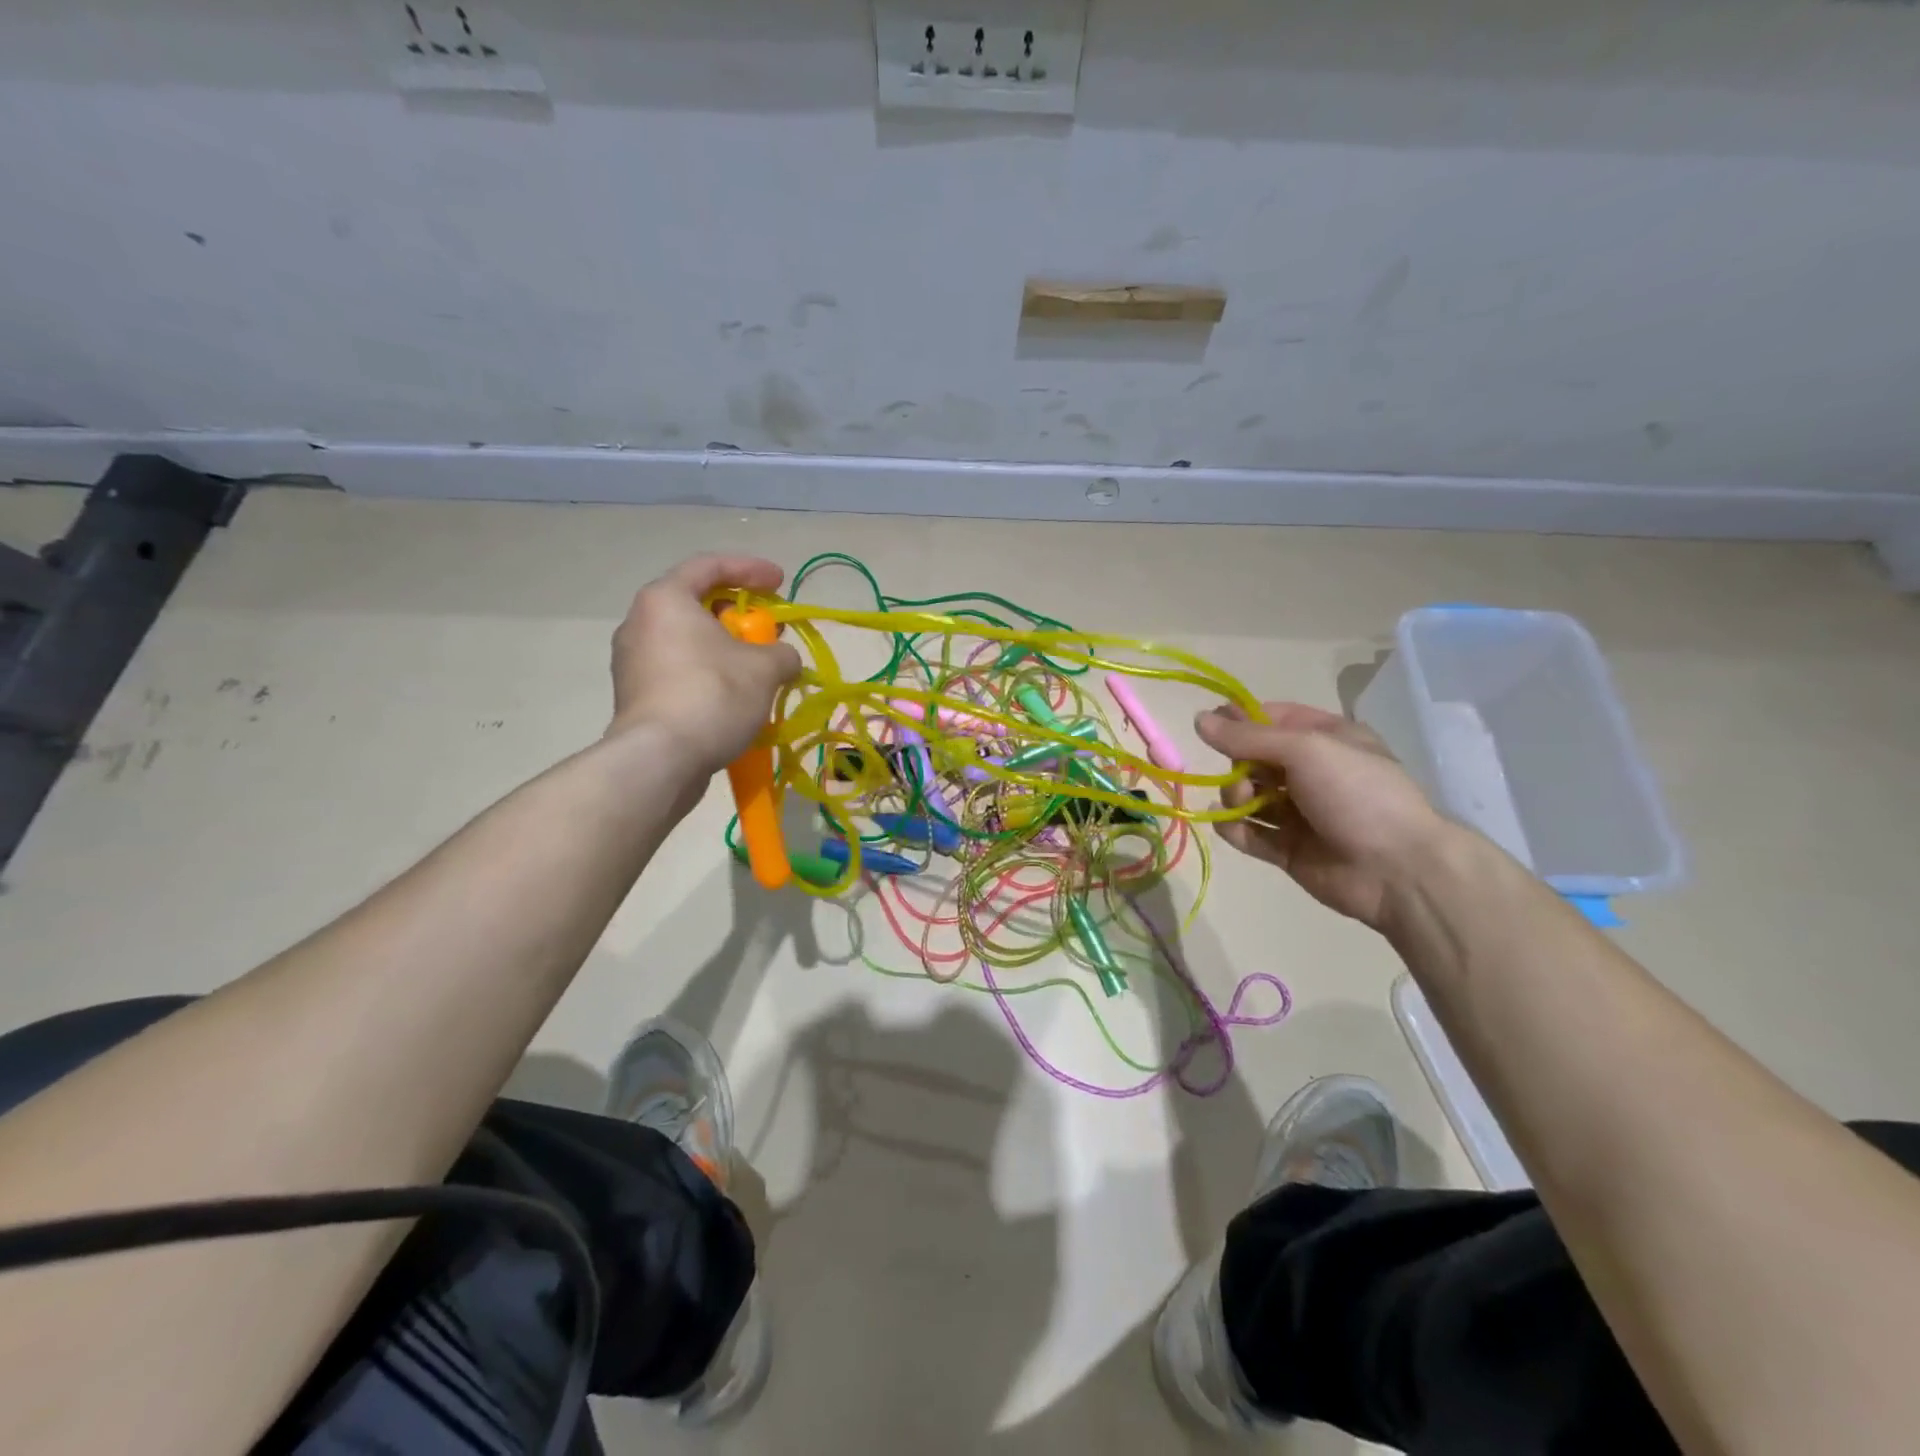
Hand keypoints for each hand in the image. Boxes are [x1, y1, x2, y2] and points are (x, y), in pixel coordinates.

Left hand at [607, 554, 802, 774]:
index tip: (780, 582)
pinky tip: (734, 698)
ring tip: (756, 670)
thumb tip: (782, 660)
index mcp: (666, 600)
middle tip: (768, 631)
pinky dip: (708, 675)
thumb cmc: (712, 695)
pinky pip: (679, 672)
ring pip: (688, 642)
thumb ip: (782, 654)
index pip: (709, 566)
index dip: (750, 569)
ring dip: (724, 650)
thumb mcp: (765, 668)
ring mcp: (632, 662)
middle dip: (738, 615)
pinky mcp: (635, 697)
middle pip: (696, 605)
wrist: (660, 759)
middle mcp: (640, 623)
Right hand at [1195, 702, 1448, 933]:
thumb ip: (1247, 737)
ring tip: (1242, 805)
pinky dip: (1234, 828)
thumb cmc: (1357, 793)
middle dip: (1238, 764)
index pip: (1272, 718)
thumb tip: (1198, 719)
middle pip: (1254, 758)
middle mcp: (1312, 772)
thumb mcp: (1305, 750)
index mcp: (1326, 739)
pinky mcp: (1288, 849)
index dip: (1240, 720)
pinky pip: (1250, 833)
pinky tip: (1228, 826)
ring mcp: (1300, 813)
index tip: (1209, 727)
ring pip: (1249, 796)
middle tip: (1242, 778)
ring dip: (1234, 796)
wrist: (1397, 870)